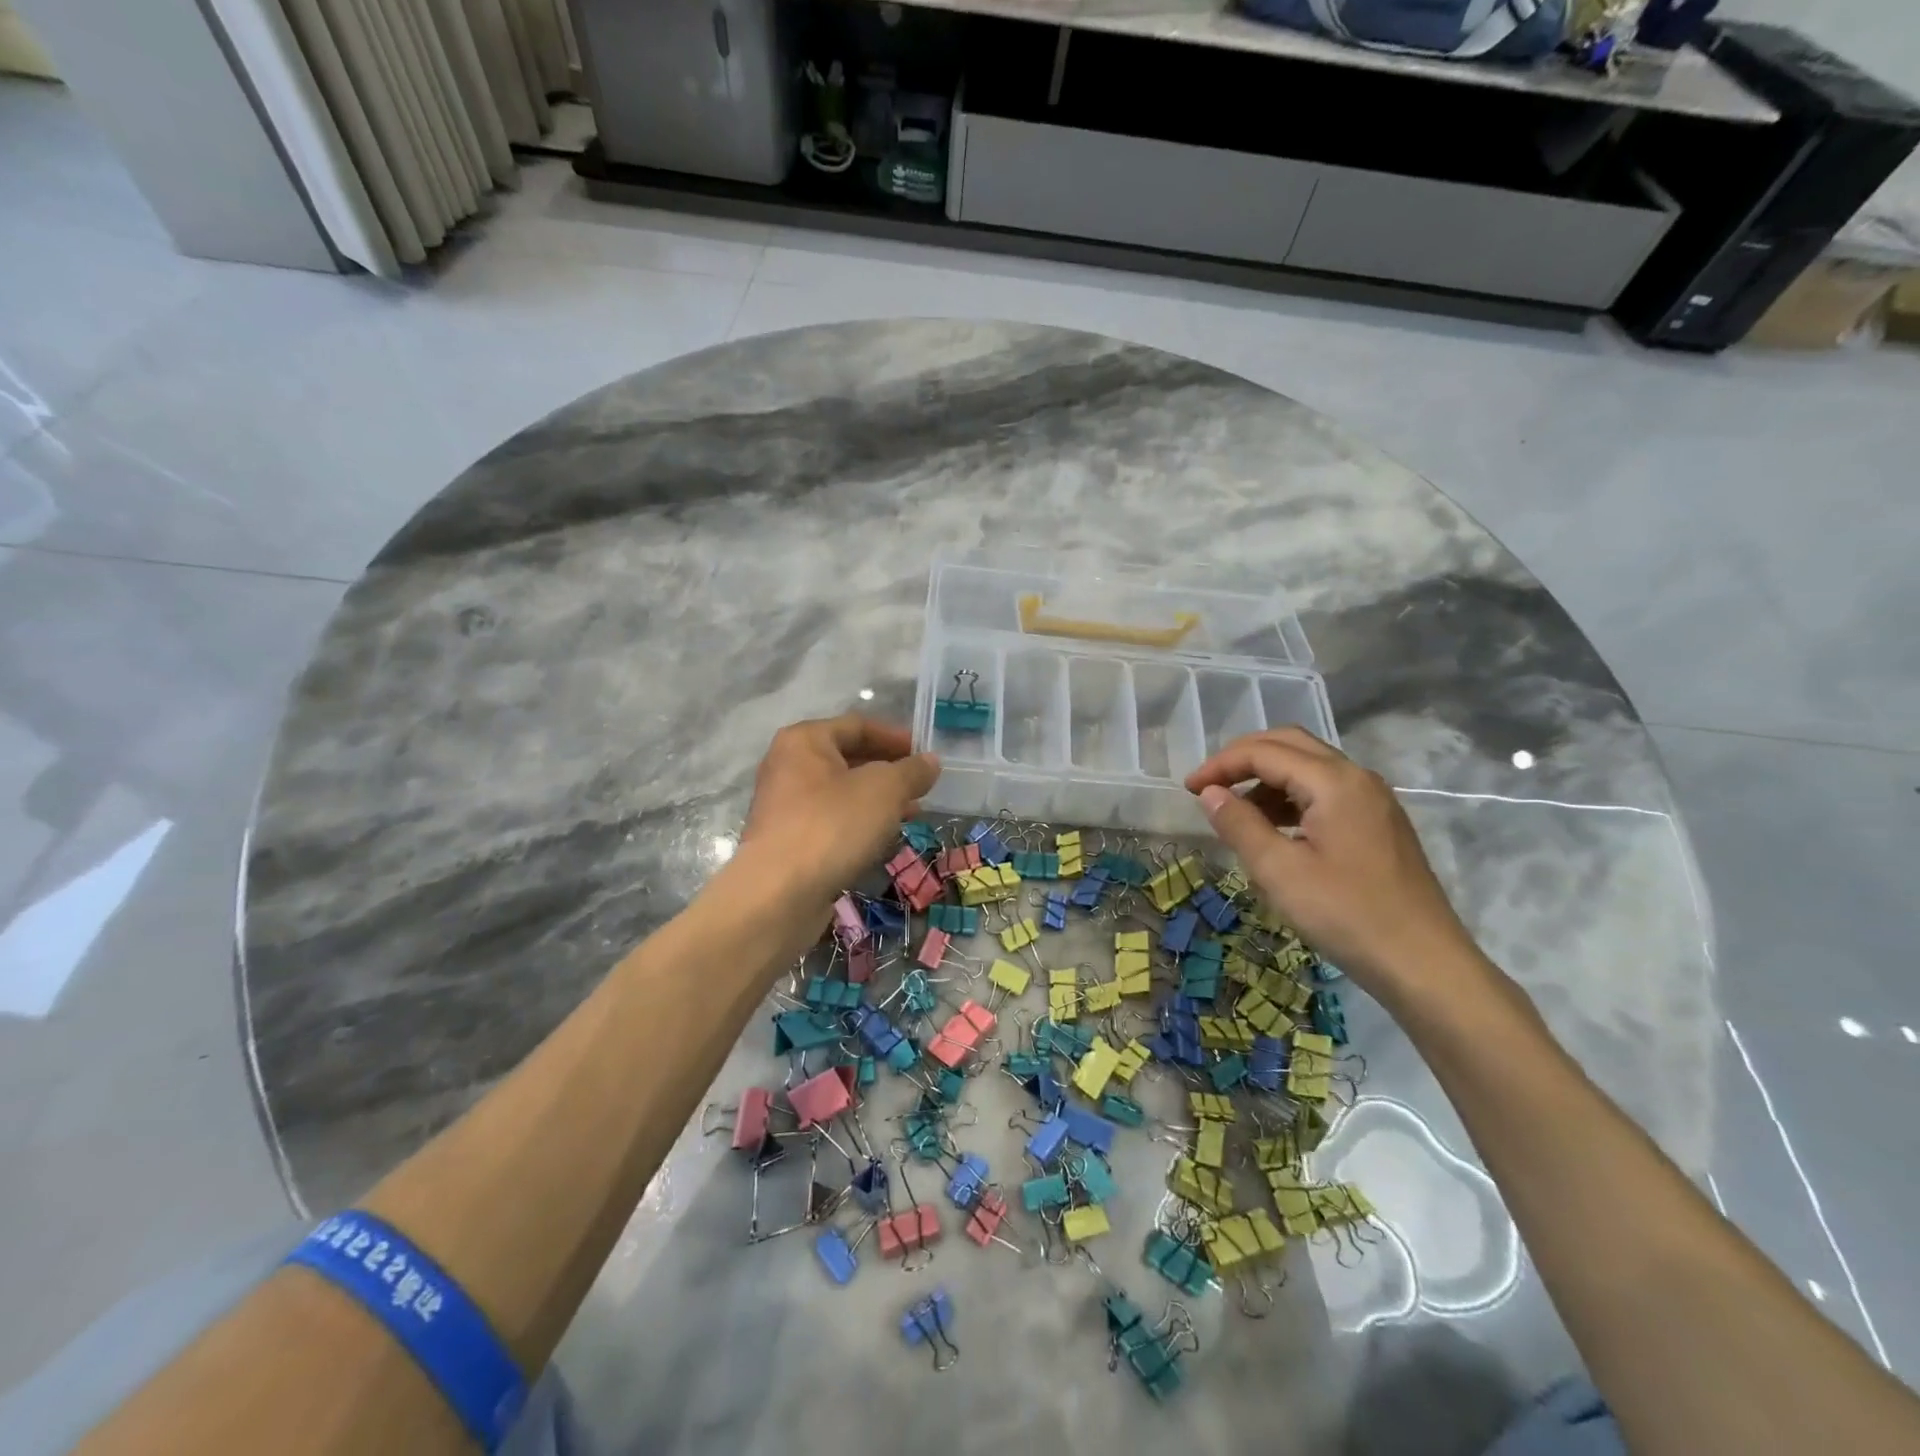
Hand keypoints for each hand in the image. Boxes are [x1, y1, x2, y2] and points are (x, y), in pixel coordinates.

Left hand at [741, 715, 939, 906]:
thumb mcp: (884, 790)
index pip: (857, 726)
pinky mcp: (788, 840)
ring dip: (878, 800)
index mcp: (805, 741)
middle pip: (847, 758)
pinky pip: (831, 820)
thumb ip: (911, 771)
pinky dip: (859, 823)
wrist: (779, 894)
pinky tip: (883, 839)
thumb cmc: (833, 825)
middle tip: (922, 785)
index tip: (925, 753)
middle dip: (889, 770)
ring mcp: (784, 805)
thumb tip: (930, 761)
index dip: (896, 736)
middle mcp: (788, 766)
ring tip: (912, 812)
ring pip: (841, 792)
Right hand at [1185, 728, 1481, 996]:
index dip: (1221, 765)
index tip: (1188, 790)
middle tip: (1209, 787)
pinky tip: (1274, 829)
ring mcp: (1373, 800)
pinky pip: (1326, 791)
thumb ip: (1240, 824)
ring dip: (1267, 778)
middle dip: (1243, 759)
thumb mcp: (1279, 871)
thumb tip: (1211, 793)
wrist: (1424, 964)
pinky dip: (1291, 797)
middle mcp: (1358, 778)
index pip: (1265, 752)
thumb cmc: (1346, 915)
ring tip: (1236, 812)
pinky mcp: (1378, 823)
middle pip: (1290, 745)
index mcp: (1335, 782)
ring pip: (1309, 767)